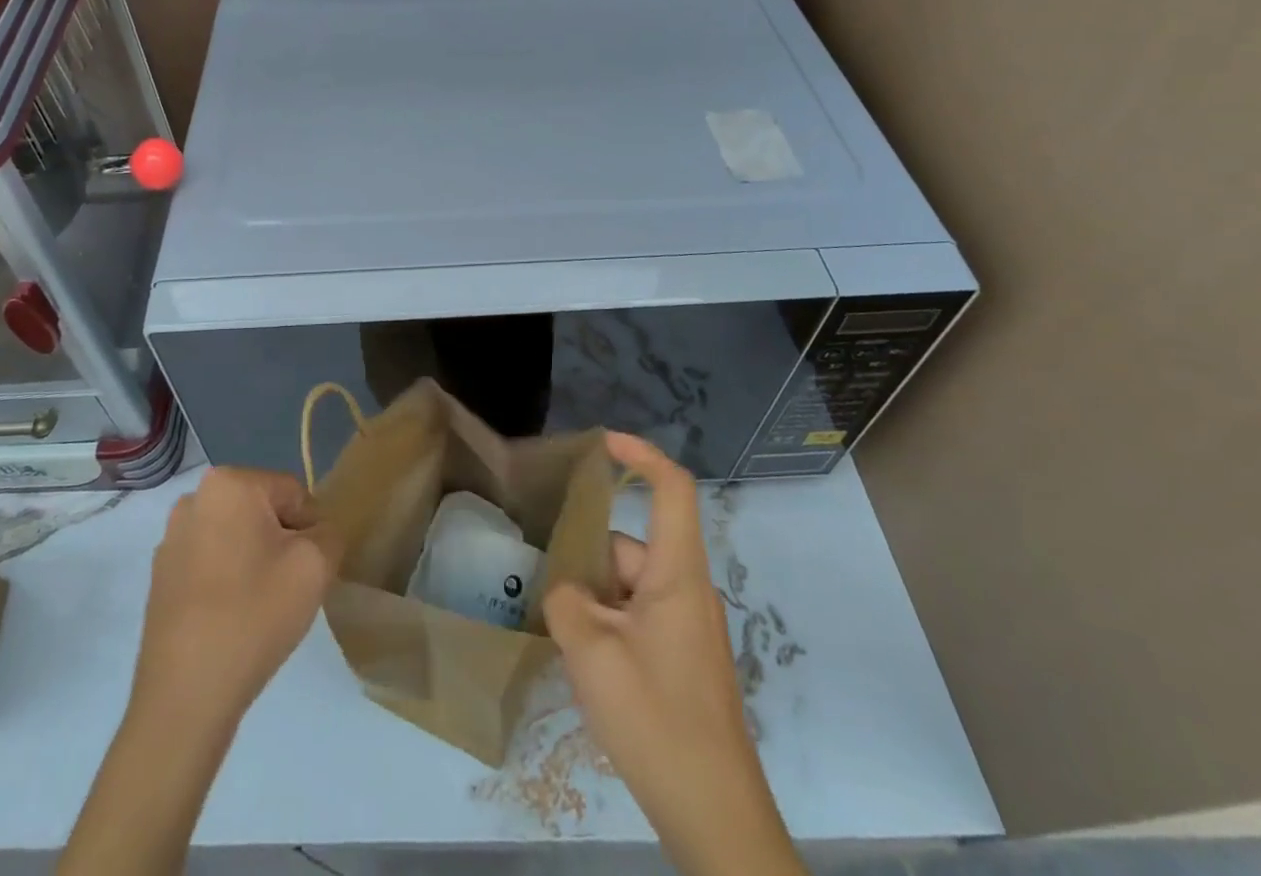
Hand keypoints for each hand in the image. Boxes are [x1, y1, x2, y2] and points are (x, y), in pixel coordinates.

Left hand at [64, 468, 341, 875]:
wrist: (186, 696)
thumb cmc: (254, 615)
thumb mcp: (316, 565)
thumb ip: (330, 532)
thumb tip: (316, 533)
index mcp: (229, 483)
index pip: (293, 494)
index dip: (310, 531)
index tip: (307, 571)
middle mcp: (194, 499)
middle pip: (262, 512)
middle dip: (280, 544)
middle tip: (286, 589)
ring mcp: (171, 539)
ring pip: (236, 538)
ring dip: (253, 562)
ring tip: (258, 607)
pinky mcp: (160, 576)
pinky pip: (210, 563)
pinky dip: (226, 582)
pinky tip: (231, 620)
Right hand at [543, 433, 801, 875]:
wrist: (714, 816)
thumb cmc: (656, 719)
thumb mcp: (591, 653)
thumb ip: (567, 601)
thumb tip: (566, 589)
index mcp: (677, 575)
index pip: (672, 489)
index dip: (640, 455)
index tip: (602, 443)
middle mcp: (686, 591)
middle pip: (631, 545)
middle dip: (588, 558)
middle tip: (546, 588)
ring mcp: (687, 628)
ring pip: (629, 586)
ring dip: (594, 599)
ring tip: (560, 636)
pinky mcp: (682, 659)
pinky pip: (637, 617)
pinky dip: (608, 625)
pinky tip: (584, 662)